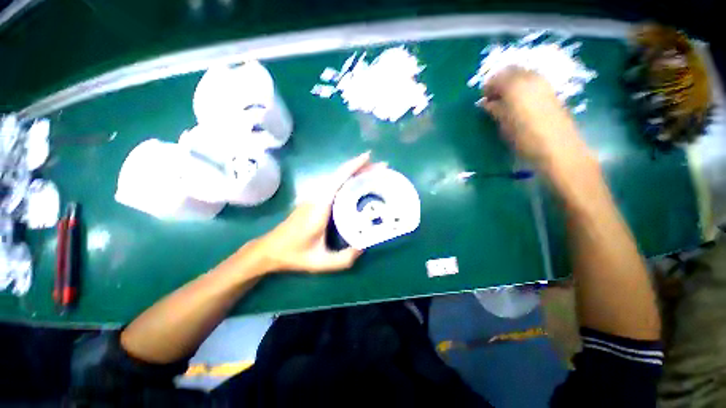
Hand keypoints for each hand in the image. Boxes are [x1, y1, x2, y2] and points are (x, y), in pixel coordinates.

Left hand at [249, 152, 382, 272]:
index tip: (369, 157)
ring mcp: (315, 196)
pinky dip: (348, 179)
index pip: (338, 179)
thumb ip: (344, 259)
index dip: (354, 166)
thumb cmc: (294, 254)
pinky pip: (334, 184)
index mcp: (320, 206)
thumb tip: (364, 246)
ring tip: (373, 173)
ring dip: (355, 172)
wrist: (270, 249)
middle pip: (340, 174)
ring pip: (337, 178)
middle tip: (381, 168)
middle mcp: (317, 196)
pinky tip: (357, 185)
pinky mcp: (315, 199)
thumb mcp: (320, 262)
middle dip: (361, 167)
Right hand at [480, 68, 592, 173]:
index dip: (487, 87)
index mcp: (515, 86)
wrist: (557, 147)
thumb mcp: (503, 123)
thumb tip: (486, 103)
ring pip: (523, 74)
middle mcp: (530, 78)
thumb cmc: (524, 137)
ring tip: (504, 101)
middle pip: (511, 71)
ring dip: (511, 84)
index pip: (496, 77)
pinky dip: (522, 87)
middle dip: (499, 82)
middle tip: (492, 98)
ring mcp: (543, 83)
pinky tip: (519, 102)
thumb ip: (494, 109)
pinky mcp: (551, 91)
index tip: (483, 100)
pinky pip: (532, 81)